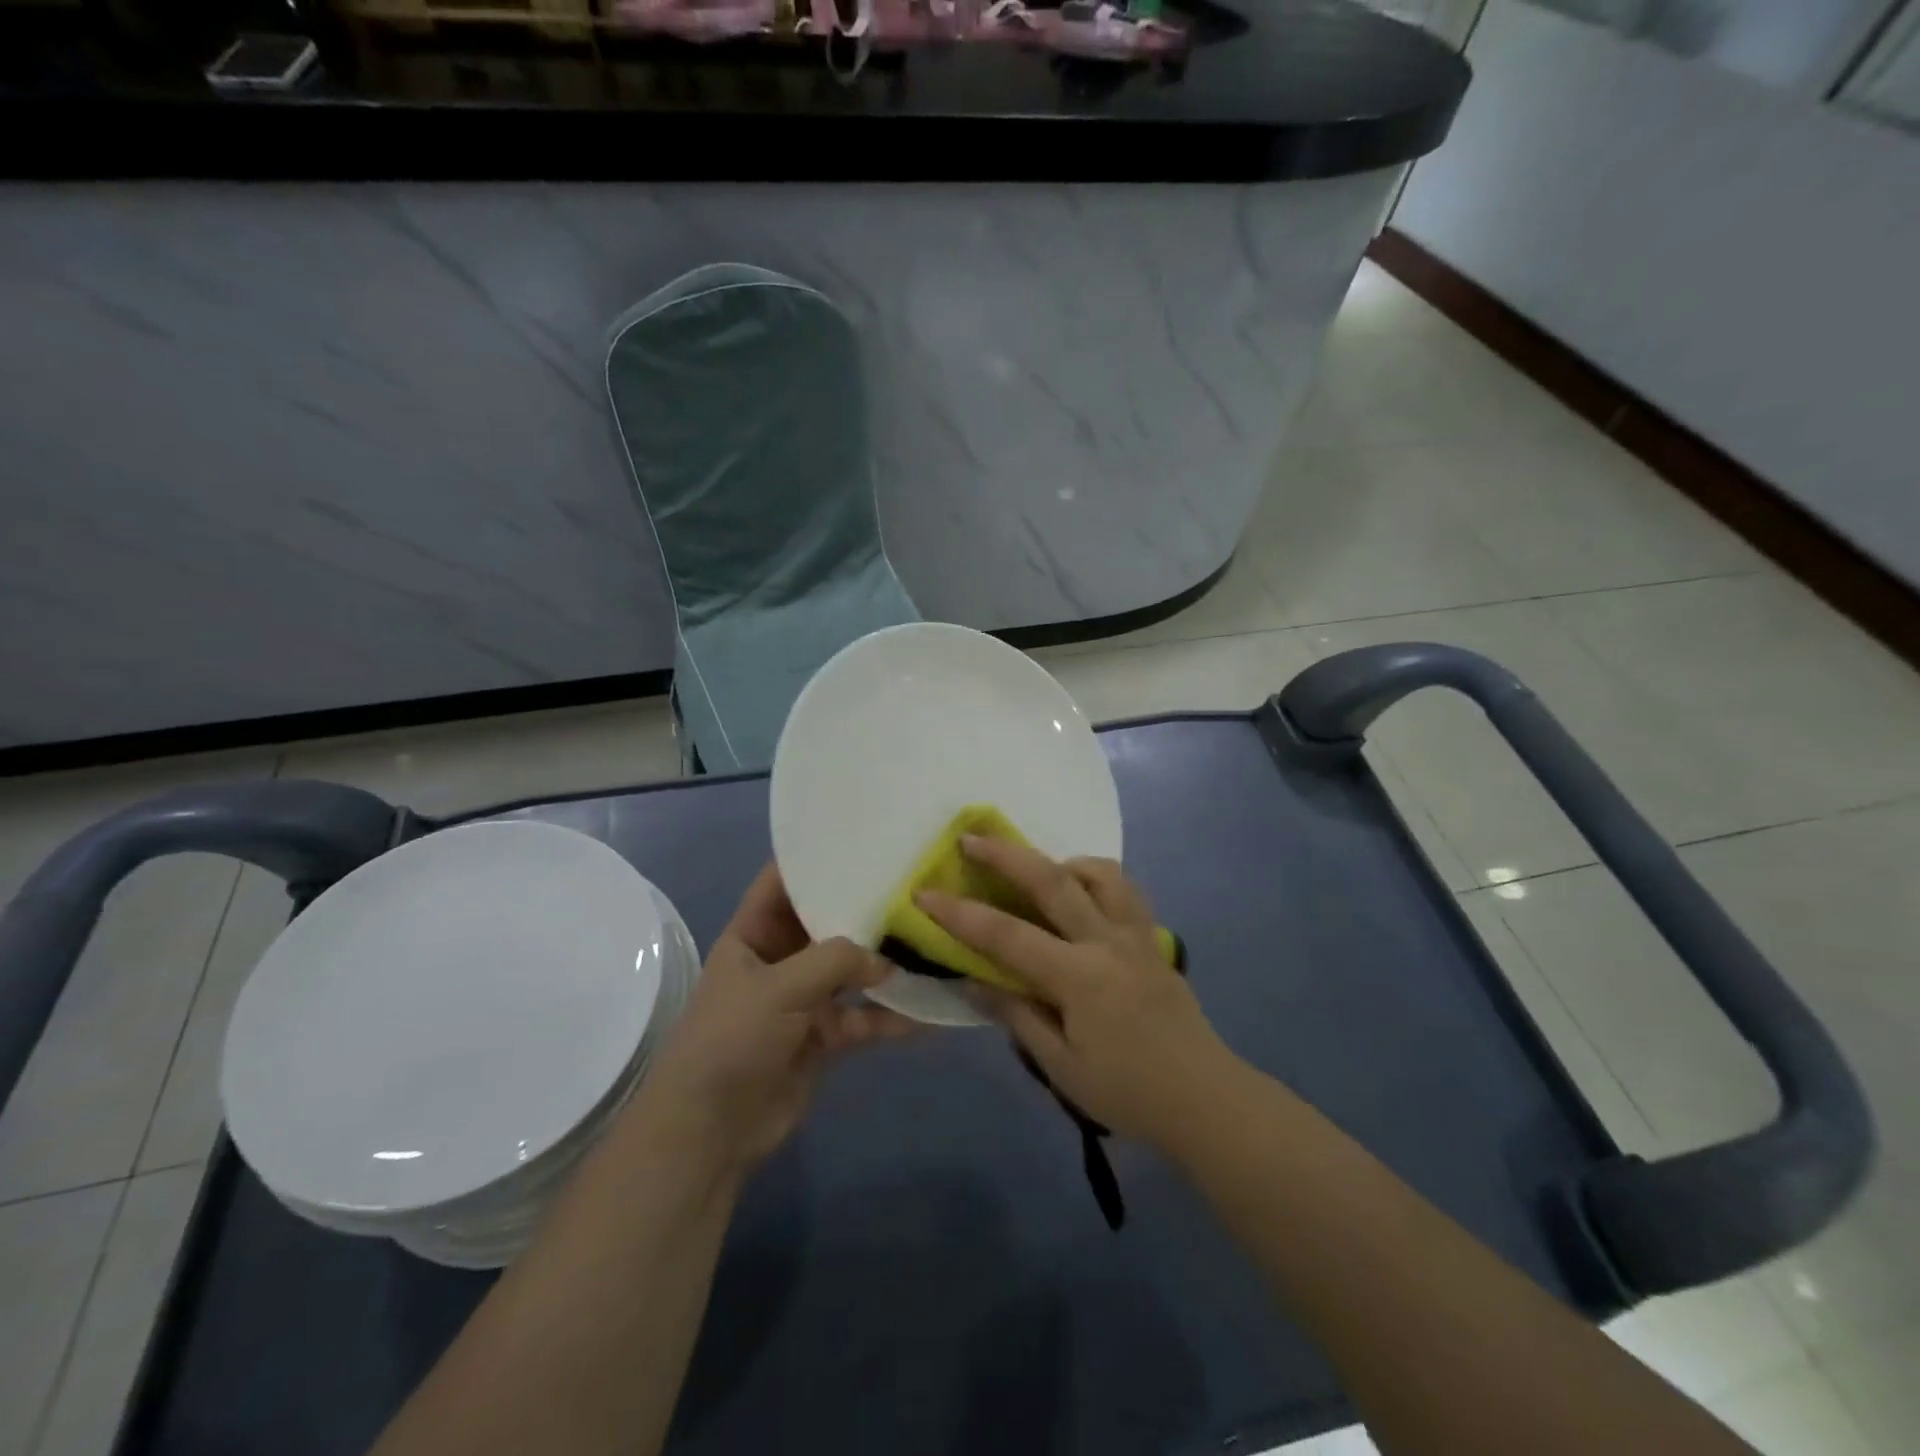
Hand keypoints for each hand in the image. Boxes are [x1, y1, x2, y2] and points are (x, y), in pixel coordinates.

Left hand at [642, 864, 915, 1172]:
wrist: (709, 1132)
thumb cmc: (731, 1041)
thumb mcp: (780, 988)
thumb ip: (836, 961)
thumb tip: (888, 961)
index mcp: (752, 935)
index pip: (782, 883)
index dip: (814, 860)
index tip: (860, 840)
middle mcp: (778, 960)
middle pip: (825, 924)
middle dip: (862, 910)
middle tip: (913, 886)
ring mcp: (802, 1000)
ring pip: (849, 972)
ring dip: (883, 965)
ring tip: (930, 943)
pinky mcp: (822, 1038)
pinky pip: (862, 1018)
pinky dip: (890, 1017)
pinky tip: (927, 1013)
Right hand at [916, 836, 1237, 1152]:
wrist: (1205, 1099)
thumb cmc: (1128, 1092)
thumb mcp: (1061, 1066)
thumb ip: (1017, 1015)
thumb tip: (973, 981)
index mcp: (1080, 977)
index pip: (1007, 936)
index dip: (961, 914)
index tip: (925, 894)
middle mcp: (1107, 941)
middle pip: (1053, 880)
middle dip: (1006, 855)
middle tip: (971, 839)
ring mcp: (1136, 934)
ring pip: (1100, 872)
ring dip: (1061, 860)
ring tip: (1037, 868)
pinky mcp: (1153, 939)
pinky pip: (1125, 890)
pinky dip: (1097, 878)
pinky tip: (1082, 895)